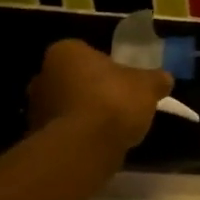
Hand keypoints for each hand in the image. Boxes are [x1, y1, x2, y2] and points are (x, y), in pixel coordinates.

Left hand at [27, 40, 172, 153]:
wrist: (84, 147)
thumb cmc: (114, 101)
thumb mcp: (148, 86)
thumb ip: (156, 79)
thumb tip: (164, 79)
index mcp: (66, 52)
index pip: (86, 53)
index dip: (107, 67)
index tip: (124, 81)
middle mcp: (43, 75)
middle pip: (73, 79)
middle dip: (91, 89)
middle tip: (117, 103)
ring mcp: (35, 108)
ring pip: (66, 106)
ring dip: (83, 114)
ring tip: (111, 128)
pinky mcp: (37, 137)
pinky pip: (64, 131)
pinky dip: (78, 135)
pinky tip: (99, 144)